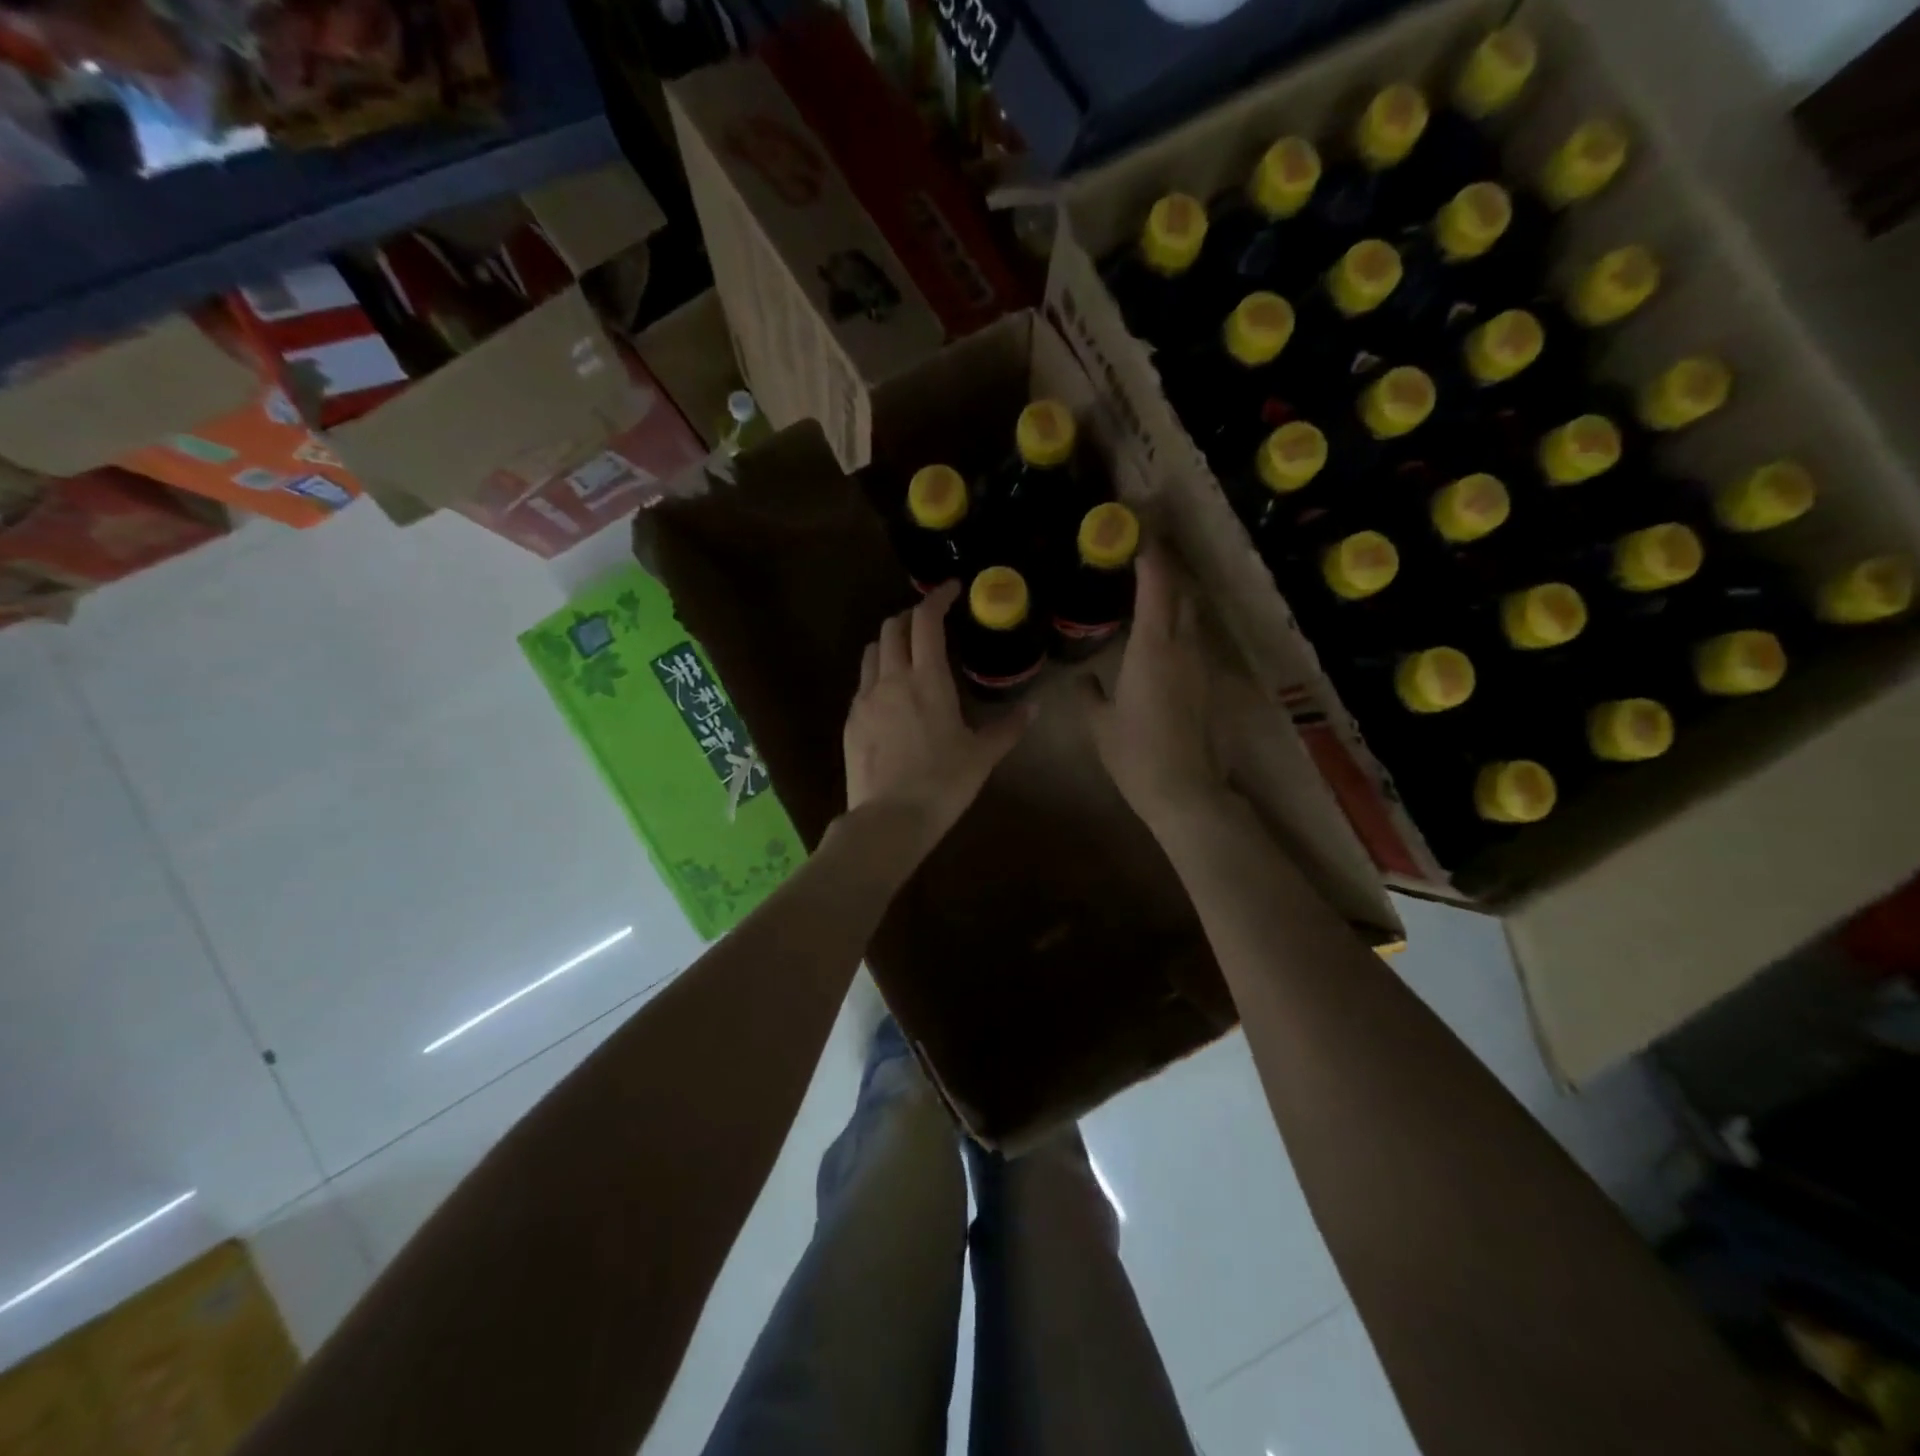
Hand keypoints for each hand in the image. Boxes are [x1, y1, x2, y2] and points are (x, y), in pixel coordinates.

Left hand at [843, 581, 1034, 853]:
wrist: (889, 819)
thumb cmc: (943, 784)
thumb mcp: (983, 756)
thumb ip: (1009, 727)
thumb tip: (1036, 708)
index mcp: (927, 679)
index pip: (926, 621)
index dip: (937, 598)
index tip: (951, 590)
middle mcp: (891, 679)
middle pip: (893, 627)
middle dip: (911, 616)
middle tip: (930, 622)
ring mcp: (865, 699)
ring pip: (872, 651)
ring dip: (890, 641)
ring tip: (908, 653)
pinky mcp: (850, 720)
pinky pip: (862, 683)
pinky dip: (877, 673)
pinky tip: (890, 694)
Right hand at [1082, 546, 1224, 827]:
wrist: (1187, 791)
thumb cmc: (1136, 755)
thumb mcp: (1100, 724)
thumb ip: (1088, 693)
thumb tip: (1081, 678)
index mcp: (1153, 648)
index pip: (1158, 586)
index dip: (1152, 555)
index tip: (1139, 532)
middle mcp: (1185, 647)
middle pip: (1183, 593)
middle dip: (1167, 568)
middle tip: (1144, 554)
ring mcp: (1203, 665)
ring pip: (1193, 616)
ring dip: (1176, 597)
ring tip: (1152, 590)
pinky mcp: (1212, 685)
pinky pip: (1195, 642)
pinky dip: (1180, 628)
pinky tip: (1163, 639)